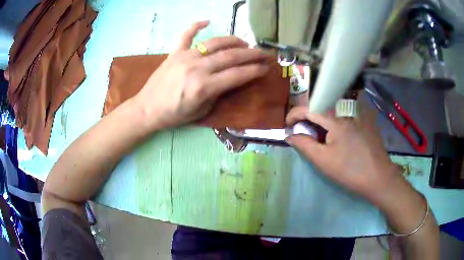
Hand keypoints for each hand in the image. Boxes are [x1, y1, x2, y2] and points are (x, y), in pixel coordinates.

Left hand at [135, 21, 269, 130]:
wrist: (147, 109)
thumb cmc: (175, 115)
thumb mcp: (202, 111)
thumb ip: (219, 94)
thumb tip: (233, 79)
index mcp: (204, 87)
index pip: (237, 75)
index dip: (255, 70)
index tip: (266, 67)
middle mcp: (197, 68)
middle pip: (231, 56)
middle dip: (251, 54)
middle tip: (264, 53)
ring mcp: (185, 57)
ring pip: (215, 43)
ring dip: (233, 41)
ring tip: (245, 42)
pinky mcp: (175, 52)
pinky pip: (186, 35)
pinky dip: (196, 26)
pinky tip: (207, 21)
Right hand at [285, 106, 409, 204]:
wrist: (379, 178)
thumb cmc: (349, 170)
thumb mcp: (323, 160)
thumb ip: (304, 144)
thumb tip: (290, 135)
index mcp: (336, 118)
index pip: (309, 108)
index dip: (294, 114)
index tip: (287, 126)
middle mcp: (347, 111)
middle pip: (322, 108)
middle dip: (308, 119)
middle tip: (304, 134)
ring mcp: (359, 116)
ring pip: (334, 112)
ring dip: (322, 121)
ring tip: (321, 138)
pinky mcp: (366, 122)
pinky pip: (346, 117)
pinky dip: (335, 123)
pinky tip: (339, 138)